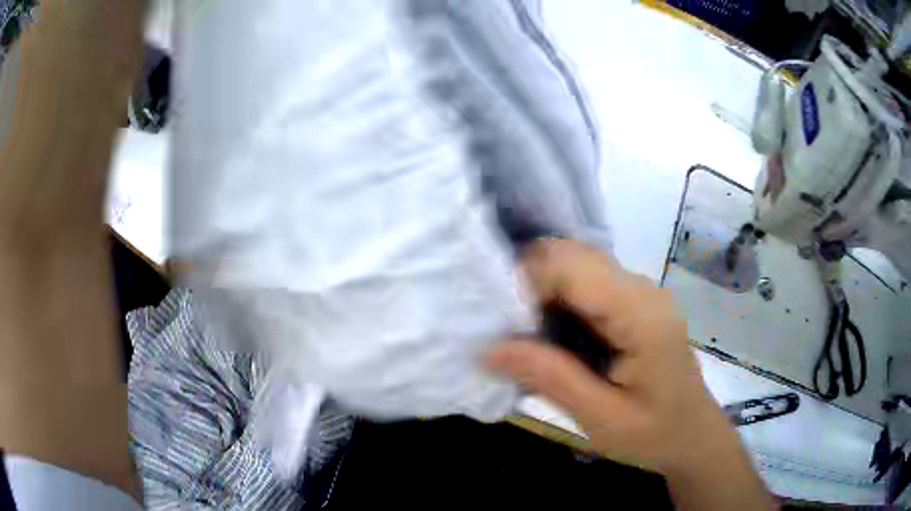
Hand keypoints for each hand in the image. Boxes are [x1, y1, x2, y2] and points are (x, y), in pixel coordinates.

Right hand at [486, 239, 740, 474]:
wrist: (692, 435)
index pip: (571, 265)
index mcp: (640, 314)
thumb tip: (489, 348)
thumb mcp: (601, 418)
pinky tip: (551, 338)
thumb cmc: (654, 433)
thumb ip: (550, 378)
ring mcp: (640, 292)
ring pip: (576, 266)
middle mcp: (642, 288)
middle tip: (507, 333)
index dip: (526, 282)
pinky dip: (558, 302)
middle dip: (530, 285)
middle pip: (572, 256)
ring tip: (525, 338)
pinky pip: (586, 284)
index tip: (500, 324)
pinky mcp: (634, 302)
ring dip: (542, 294)